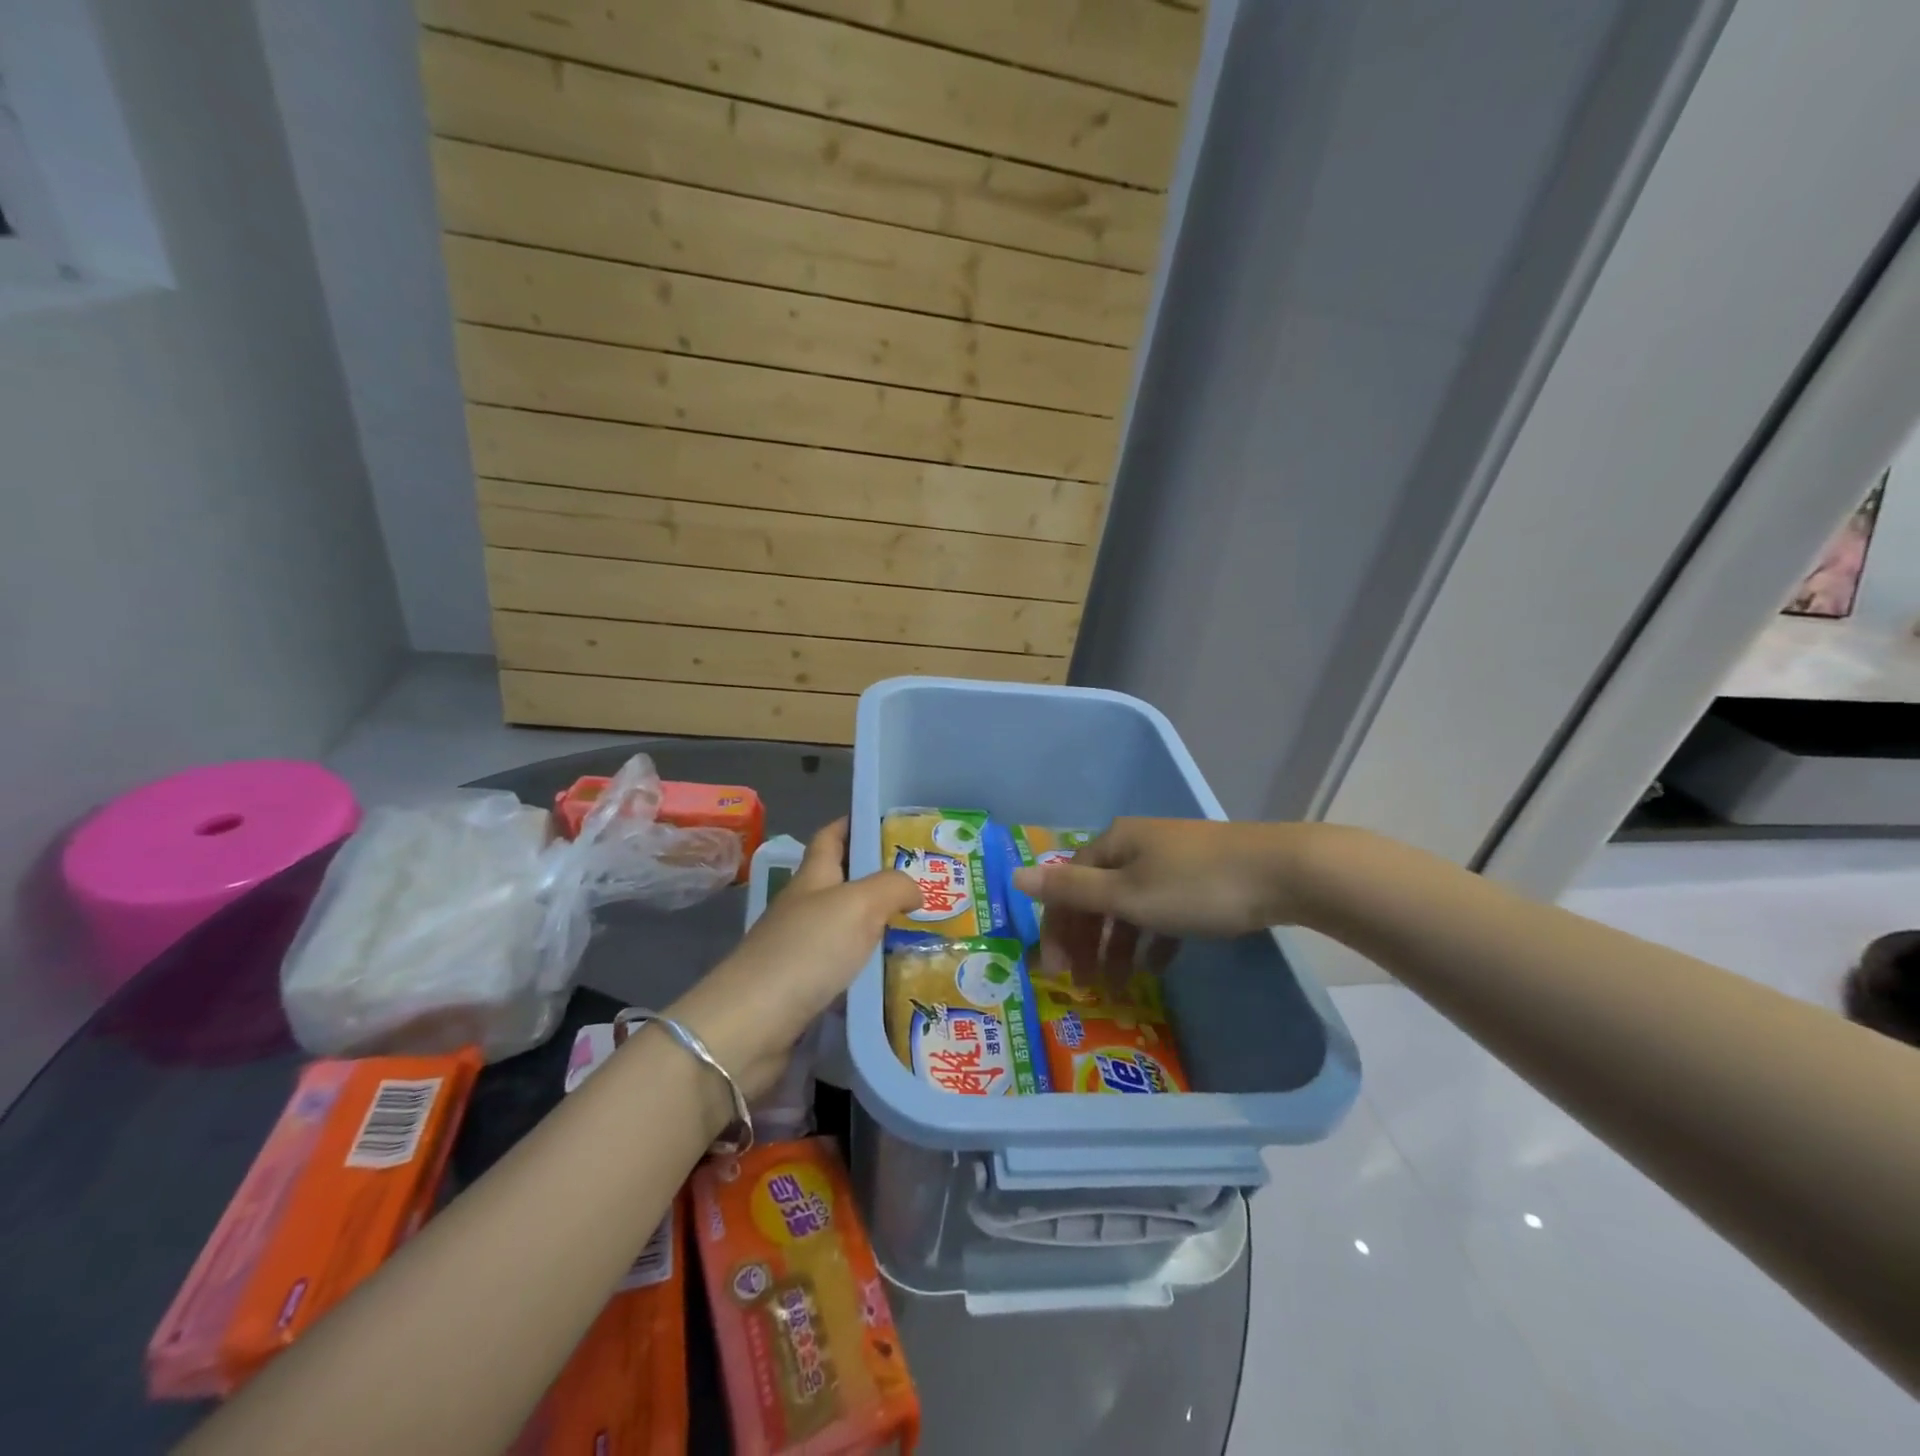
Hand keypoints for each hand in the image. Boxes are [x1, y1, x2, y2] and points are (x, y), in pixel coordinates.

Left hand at [667, 818, 917, 1101]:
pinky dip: (868, 968)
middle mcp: (804, 908)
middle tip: (927, 882)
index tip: (889, 822)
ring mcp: (800, 950)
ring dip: (878, 926)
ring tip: (922, 929)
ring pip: (846, 928)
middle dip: (879, 878)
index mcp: (812, 878)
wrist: (751, 1024)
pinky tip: (895, 976)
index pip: (831, 837)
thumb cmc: (806, 950)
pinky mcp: (802, 990)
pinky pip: (844, 969)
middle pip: (842, 883)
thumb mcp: (858, 904)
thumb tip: (915, 889)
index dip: (854, 823)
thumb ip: (892, 887)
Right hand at [1010, 818, 1308, 982]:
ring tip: (1120, 986)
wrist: (1283, 871)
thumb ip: (1071, 890)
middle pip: (1097, 895)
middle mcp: (1136, 845)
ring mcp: (1170, 860)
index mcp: (1113, 843)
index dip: (1057, 927)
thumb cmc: (1195, 886)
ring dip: (1118, 946)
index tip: (1057, 972)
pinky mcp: (1200, 877)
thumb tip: (1014, 874)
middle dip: (1087, 941)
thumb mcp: (1127, 894)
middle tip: (1085, 985)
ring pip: (1130, 906)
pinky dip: (1152, 937)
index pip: (1069, 885)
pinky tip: (1157, 965)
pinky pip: (1162, 910)